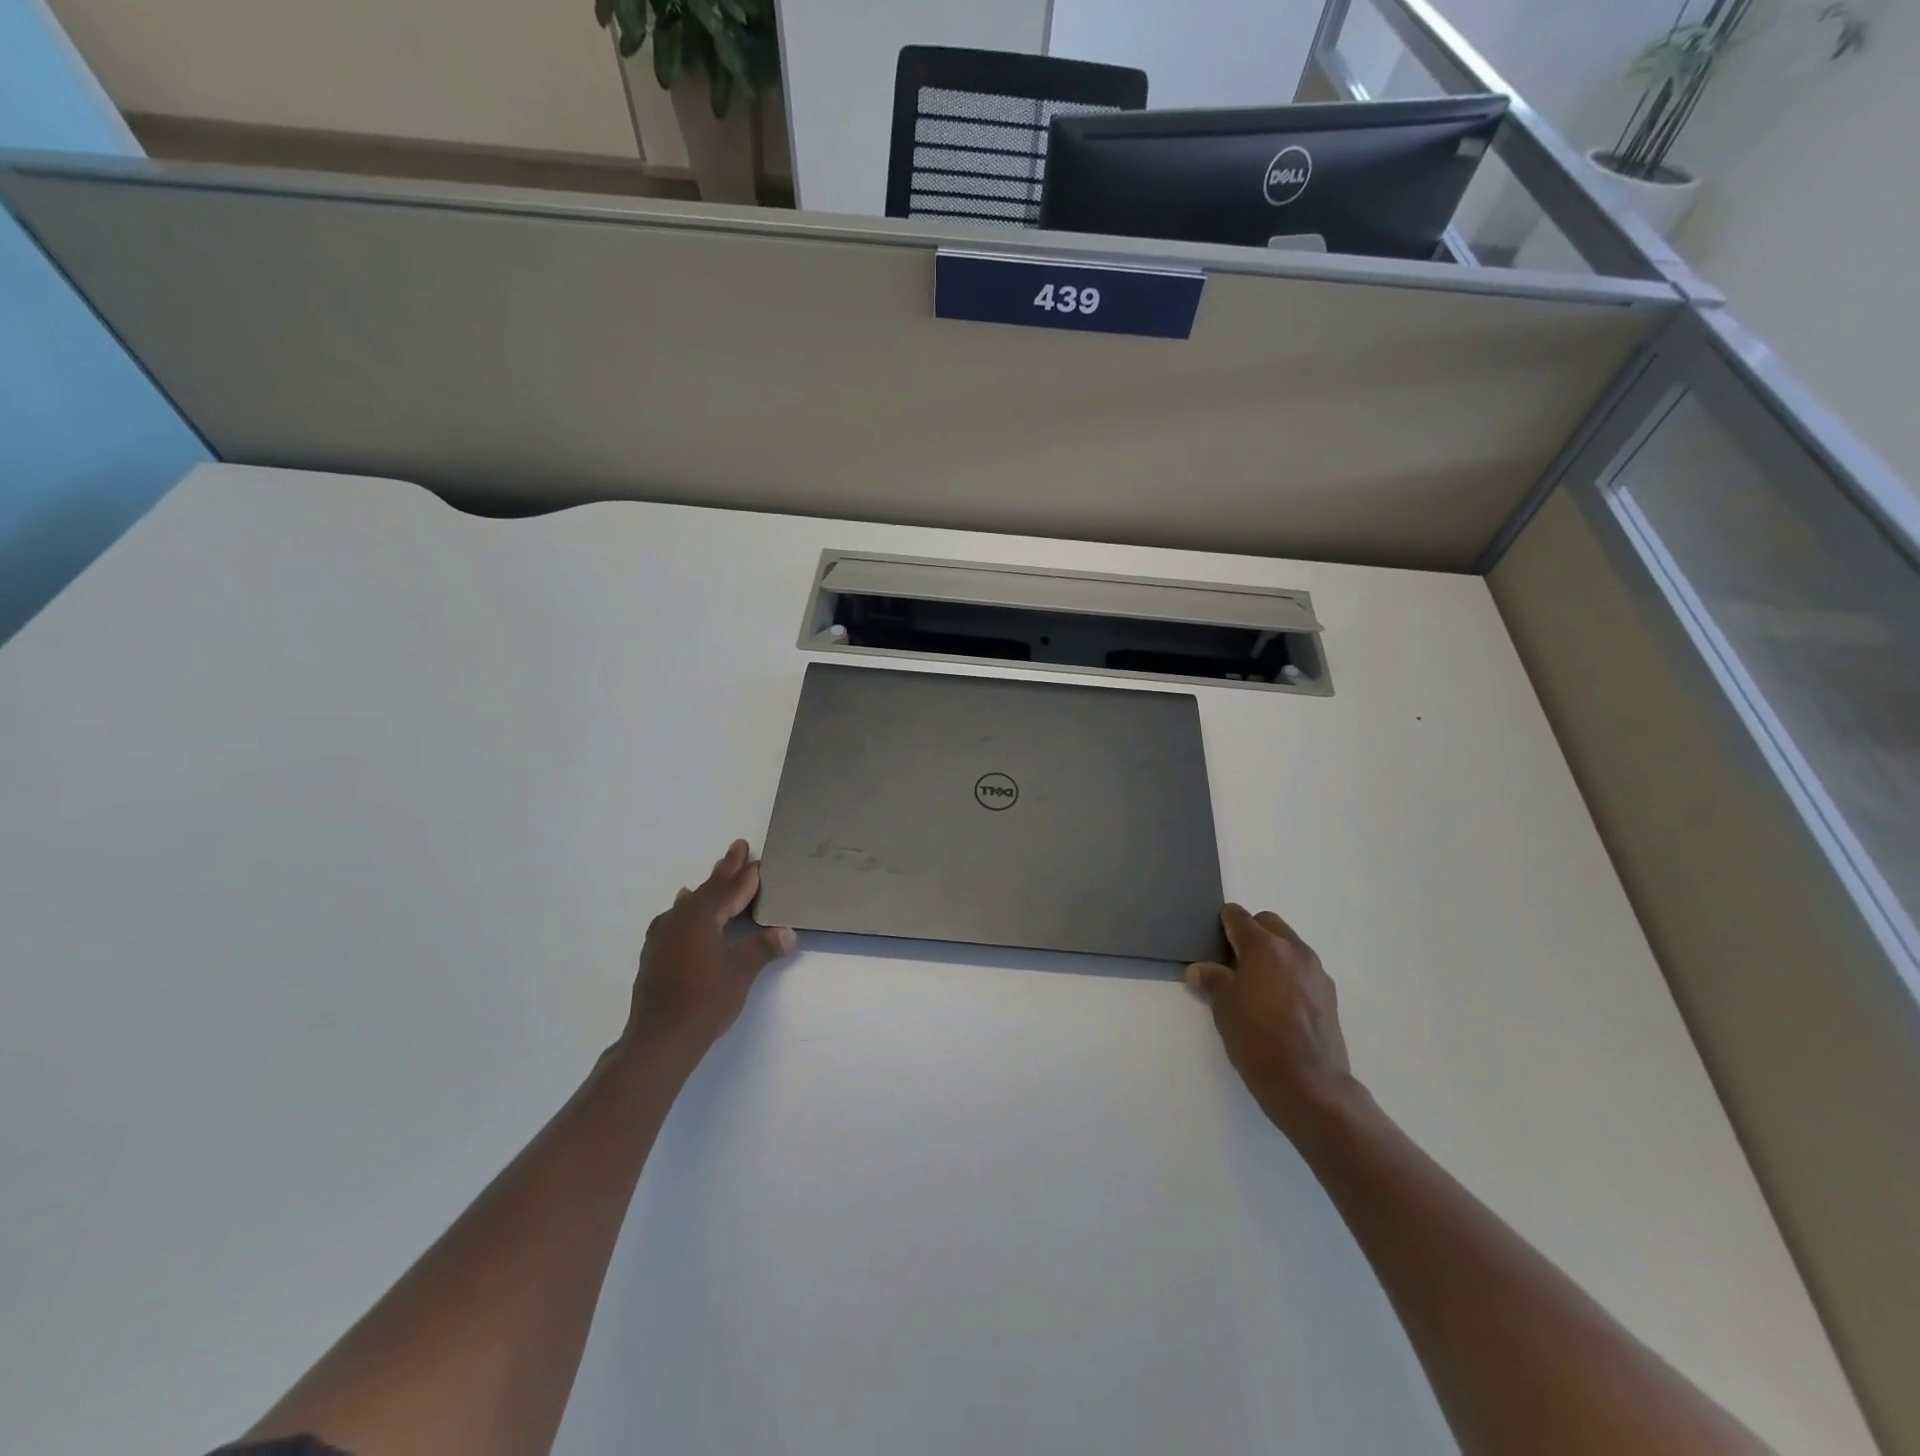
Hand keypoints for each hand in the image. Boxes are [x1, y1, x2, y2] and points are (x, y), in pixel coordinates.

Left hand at [624, 840, 796, 1059]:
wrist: (659, 1039)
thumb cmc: (704, 1002)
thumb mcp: (740, 973)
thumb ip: (762, 948)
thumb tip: (787, 933)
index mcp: (702, 916)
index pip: (731, 889)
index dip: (747, 875)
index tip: (759, 860)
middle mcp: (679, 917)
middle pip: (709, 888)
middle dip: (727, 869)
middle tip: (739, 847)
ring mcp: (663, 934)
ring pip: (691, 902)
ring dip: (708, 888)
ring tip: (718, 873)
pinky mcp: (655, 951)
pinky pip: (677, 917)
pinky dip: (690, 908)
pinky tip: (685, 908)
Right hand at [1185, 904, 1363, 1139]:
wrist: (1309, 1083)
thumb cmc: (1257, 1037)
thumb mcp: (1223, 1006)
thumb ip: (1211, 980)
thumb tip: (1198, 970)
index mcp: (1264, 945)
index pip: (1238, 917)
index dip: (1223, 923)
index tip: (1213, 937)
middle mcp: (1294, 950)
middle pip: (1269, 924)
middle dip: (1251, 933)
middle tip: (1232, 960)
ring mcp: (1316, 973)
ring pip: (1289, 947)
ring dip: (1272, 954)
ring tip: (1255, 984)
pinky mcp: (1329, 996)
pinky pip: (1303, 971)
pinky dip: (1288, 975)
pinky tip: (1277, 1004)